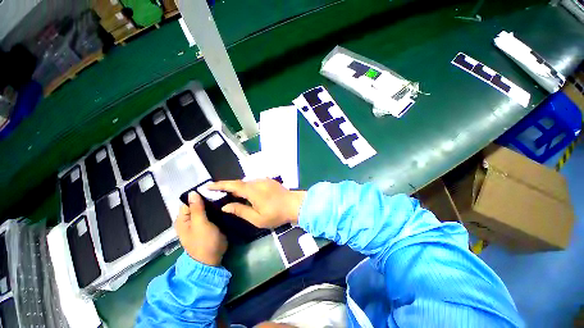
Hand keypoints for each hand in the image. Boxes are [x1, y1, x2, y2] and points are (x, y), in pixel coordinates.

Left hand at [175, 192, 227, 265]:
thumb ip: (196, 207)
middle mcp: (187, 221)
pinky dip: (214, 215)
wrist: (211, 262)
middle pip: (196, 206)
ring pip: (204, 212)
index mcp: (182, 219)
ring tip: (222, 203)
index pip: (188, 201)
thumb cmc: (204, 243)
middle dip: (206, 202)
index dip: (199, 196)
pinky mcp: (205, 231)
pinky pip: (209, 219)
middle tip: (219, 198)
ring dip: (211, 209)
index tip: (211, 193)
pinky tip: (221, 212)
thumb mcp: (200, 224)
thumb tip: (192, 192)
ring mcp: (196, 227)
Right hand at [208, 179, 306, 228]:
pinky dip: (245, 188)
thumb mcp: (257, 218)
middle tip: (215, 193)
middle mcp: (255, 182)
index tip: (207, 186)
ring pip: (245, 183)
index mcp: (251, 190)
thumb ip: (240, 211)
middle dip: (225, 187)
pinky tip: (245, 196)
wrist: (296, 206)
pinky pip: (252, 184)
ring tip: (228, 196)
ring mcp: (262, 180)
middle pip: (237, 183)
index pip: (231, 185)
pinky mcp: (268, 181)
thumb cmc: (276, 215)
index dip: (218, 185)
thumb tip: (225, 207)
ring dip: (237, 189)